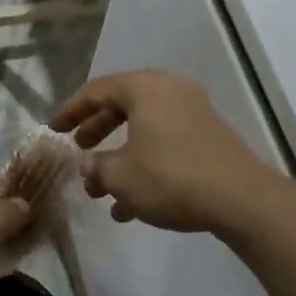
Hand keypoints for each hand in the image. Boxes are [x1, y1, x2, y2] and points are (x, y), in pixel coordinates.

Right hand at [51, 70, 276, 234]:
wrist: (241, 199)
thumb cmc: (171, 177)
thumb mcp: (121, 176)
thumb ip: (96, 168)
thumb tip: (88, 166)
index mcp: (144, 88)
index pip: (96, 90)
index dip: (70, 110)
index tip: (54, 129)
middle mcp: (169, 91)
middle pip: (122, 106)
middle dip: (97, 130)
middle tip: (79, 149)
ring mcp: (193, 113)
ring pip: (144, 129)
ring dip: (120, 156)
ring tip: (101, 190)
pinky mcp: (209, 138)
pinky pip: (166, 143)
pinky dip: (145, 164)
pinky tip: (131, 207)